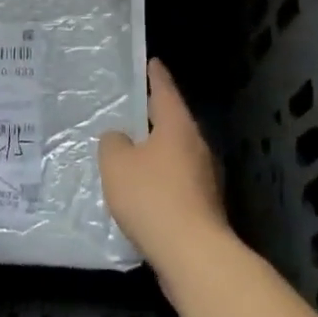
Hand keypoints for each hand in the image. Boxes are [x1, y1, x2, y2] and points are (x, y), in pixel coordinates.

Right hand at [99, 58, 230, 280]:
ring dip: (155, 151)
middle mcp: (196, 146)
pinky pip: (176, 181)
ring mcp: (204, 178)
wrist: (193, 254)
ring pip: (175, 154)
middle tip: (131, 109)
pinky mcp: (203, 206)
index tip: (152, 62)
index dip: (156, 76)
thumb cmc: (152, 197)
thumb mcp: (117, 164)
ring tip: (130, 152)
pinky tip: (142, 191)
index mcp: (177, 127)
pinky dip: (160, 179)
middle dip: (153, 116)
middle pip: (173, 123)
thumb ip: (113, 144)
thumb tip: (121, 140)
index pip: (165, 91)